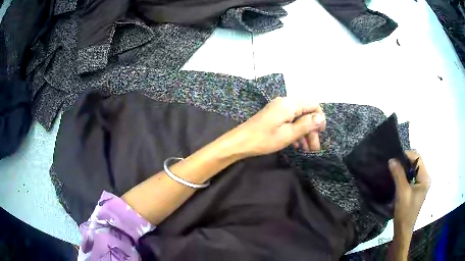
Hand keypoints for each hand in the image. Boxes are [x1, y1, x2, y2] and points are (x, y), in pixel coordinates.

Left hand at [231, 97, 325, 156]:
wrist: (240, 142)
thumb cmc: (264, 139)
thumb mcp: (288, 134)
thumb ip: (306, 125)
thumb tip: (321, 117)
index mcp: (289, 104)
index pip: (312, 104)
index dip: (320, 118)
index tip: (321, 133)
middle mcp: (285, 103)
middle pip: (305, 112)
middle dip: (312, 129)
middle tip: (314, 148)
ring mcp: (278, 109)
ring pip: (298, 118)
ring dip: (304, 132)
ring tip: (307, 150)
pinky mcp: (274, 116)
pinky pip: (289, 121)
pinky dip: (295, 131)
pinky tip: (297, 145)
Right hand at [389, 151, 430, 233]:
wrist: (403, 229)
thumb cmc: (405, 212)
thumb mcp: (402, 192)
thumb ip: (398, 175)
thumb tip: (392, 159)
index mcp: (425, 177)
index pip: (417, 158)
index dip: (406, 155)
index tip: (394, 158)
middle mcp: (425, 178)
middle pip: (416, 162)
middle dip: (405, 160)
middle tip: (393, 164)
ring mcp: (421, 184)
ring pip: (413, 168)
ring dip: (404, 167)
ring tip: (394, 169)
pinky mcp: (417, 189)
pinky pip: (411, 176)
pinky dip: (405, 174)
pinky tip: (398, 177)